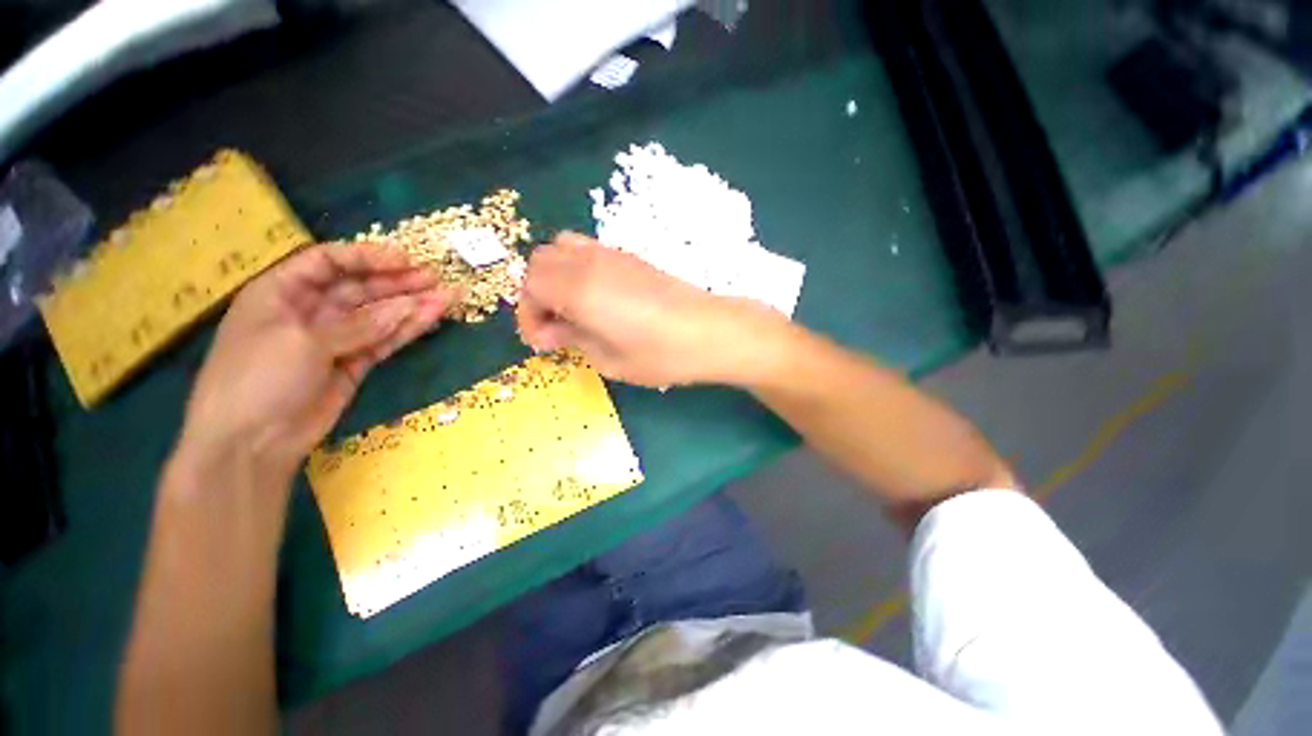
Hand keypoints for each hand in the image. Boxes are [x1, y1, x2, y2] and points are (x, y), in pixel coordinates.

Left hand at [180, 243, 452, 477]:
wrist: (251, 444)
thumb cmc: (258, 379)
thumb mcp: (303, 343)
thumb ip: (358, 325)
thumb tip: (407, 307)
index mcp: (281, 293)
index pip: (327, 263)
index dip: (366, 257)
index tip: (405, 260)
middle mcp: (310, 311)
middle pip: (360, 288)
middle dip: (398, 282)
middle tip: (435, 278)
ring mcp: (335, 340)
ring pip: (379, 315)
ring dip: (412, 305)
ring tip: (448, 296)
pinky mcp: (354, 364)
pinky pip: (385, 341)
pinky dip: (408, 330)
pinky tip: (432, 318)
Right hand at [516, 232, 784, 386]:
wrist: (710, 331)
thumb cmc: (661, 355)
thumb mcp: (609, 359)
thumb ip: (572, 339)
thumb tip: (549, 331)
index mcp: (579, 289)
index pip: (529, 285)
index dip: (527, 314)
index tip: (542, 341)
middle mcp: (590, 262)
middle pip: (540, 261)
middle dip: (535, 293)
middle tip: (554, 326)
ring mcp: (612, 254)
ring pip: (562, 248)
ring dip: (555, 277)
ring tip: (572, 310)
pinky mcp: (630, 256)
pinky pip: (587, 250)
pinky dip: (576, 270)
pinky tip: (596, 299)